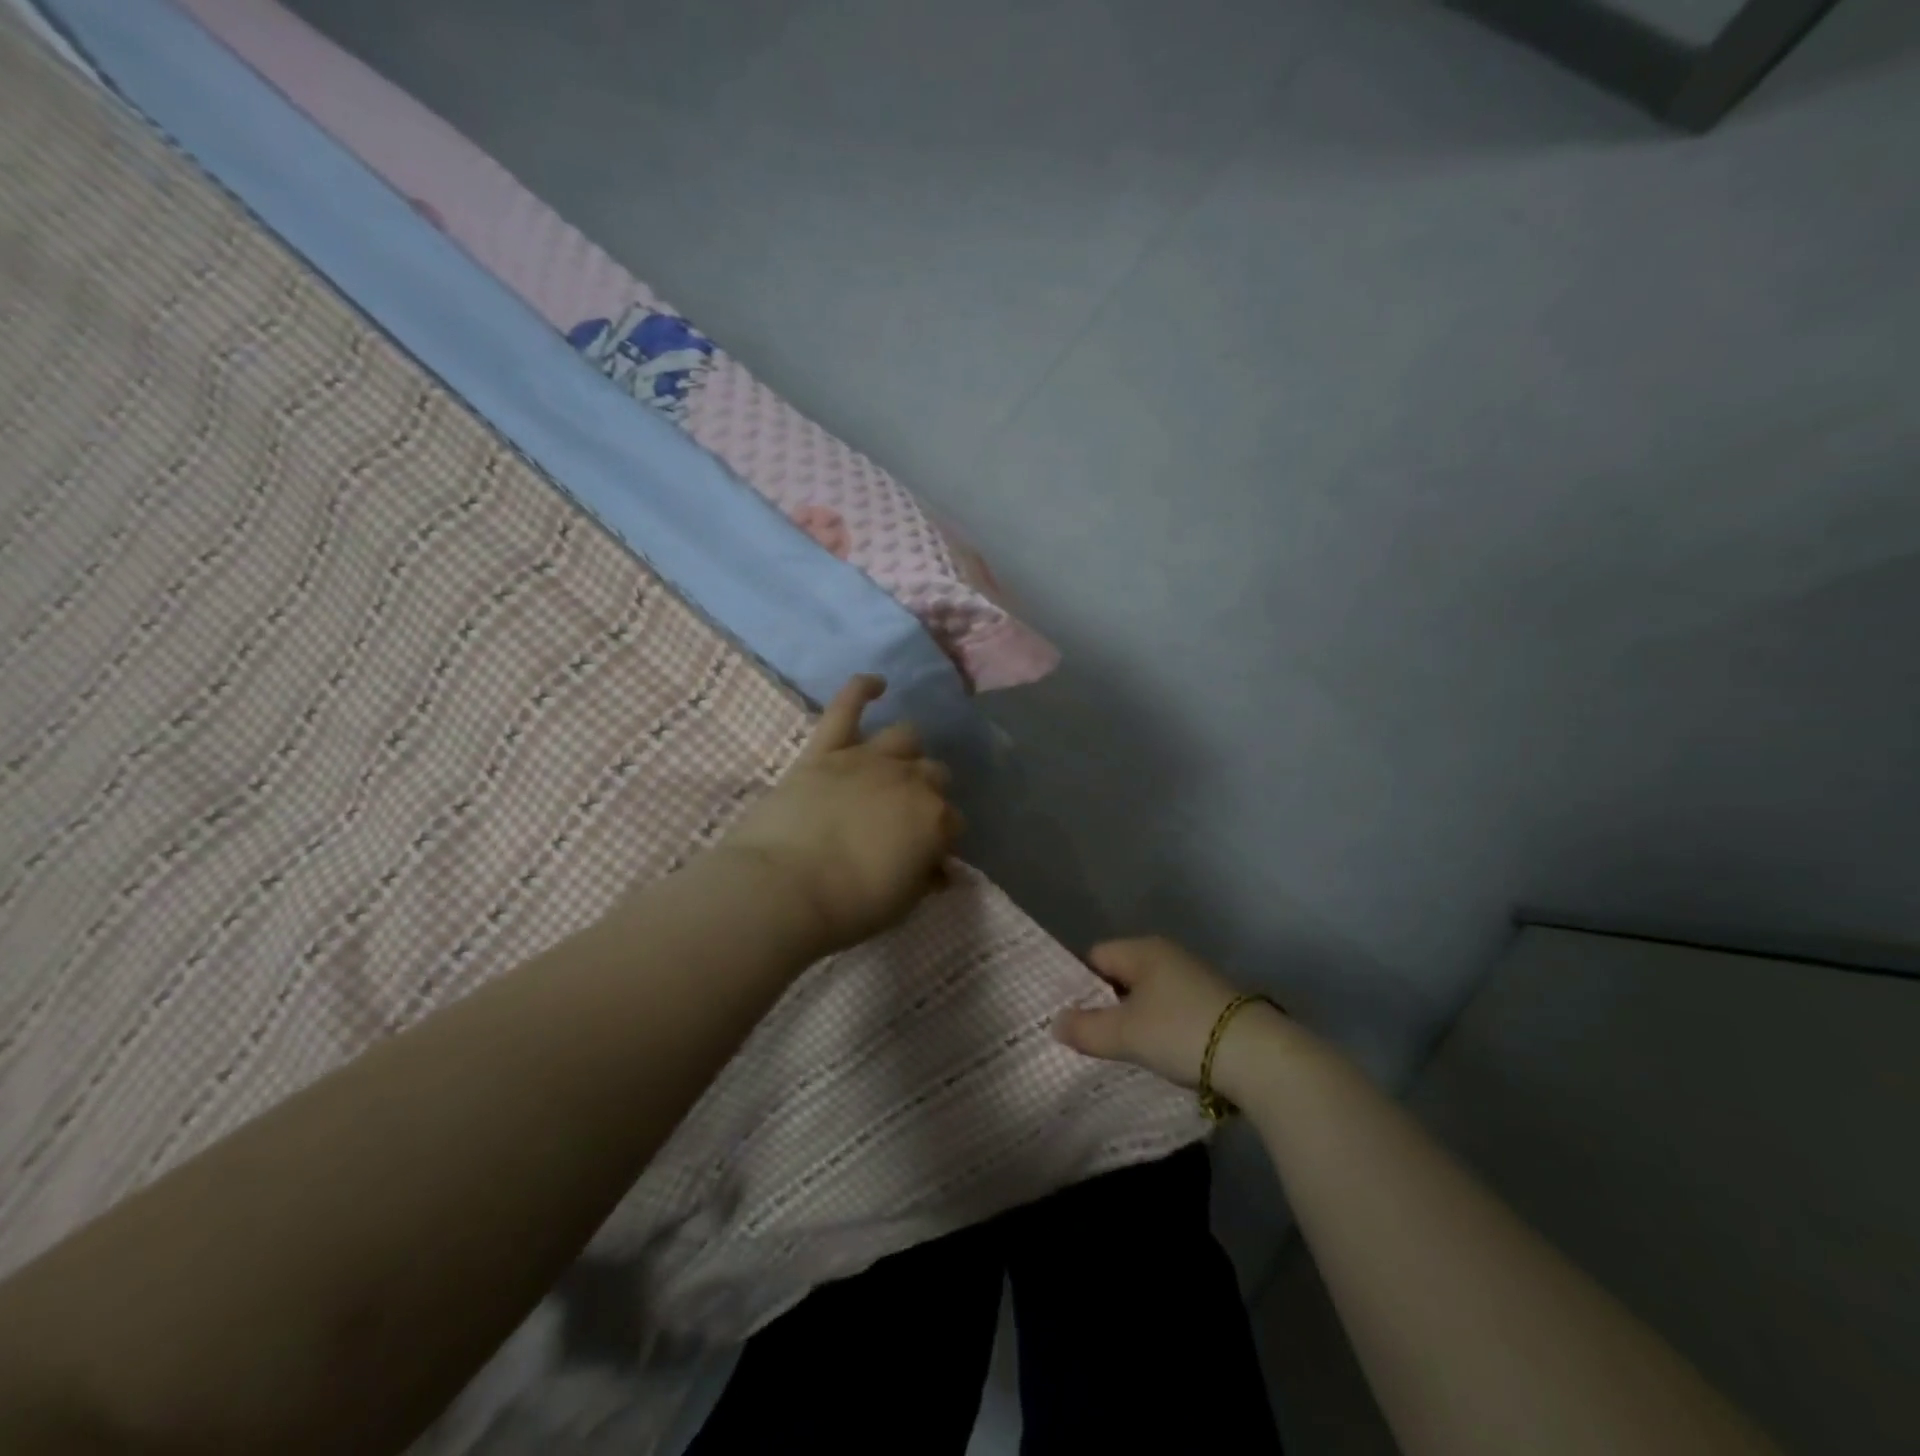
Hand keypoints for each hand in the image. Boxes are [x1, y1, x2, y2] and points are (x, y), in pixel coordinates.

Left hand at [717, 675, 961, 956]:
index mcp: (935, 820)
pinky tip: (875, 683)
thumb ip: (924, 879)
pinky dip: (861, 689)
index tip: (926, 854)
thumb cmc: (848, 906)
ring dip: (906, 751)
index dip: (941, 837)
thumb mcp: (901, 904)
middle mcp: (910, 780)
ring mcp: (867, 759)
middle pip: (935, 774)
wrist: (784, 889)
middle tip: (906, 816)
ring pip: (905, 737)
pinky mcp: (826, 750)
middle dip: (929, 792)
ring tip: (895, 765)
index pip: (953, 821)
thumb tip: (939, 870)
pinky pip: (846, 707)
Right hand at [1053, 937, 1248, 1087]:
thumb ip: (1086, 1028)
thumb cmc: (1181, 1032)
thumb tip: (1055, 1023)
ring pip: (1148, 996)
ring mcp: (1195, 978)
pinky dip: (1161, 1029)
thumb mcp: (1125, 1034)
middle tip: (1090, 1038)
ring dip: (1135, 1020)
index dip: (1078, 984)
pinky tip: (1160, 1054)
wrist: (1260, 1057)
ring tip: (1123, 1051)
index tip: (1070, 1017)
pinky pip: (1172, 1010)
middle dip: (1106, 1005)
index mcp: (1144, 950)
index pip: (1095, 956)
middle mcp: (1169, 955)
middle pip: (1122, 976)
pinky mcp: (1215, 1004)